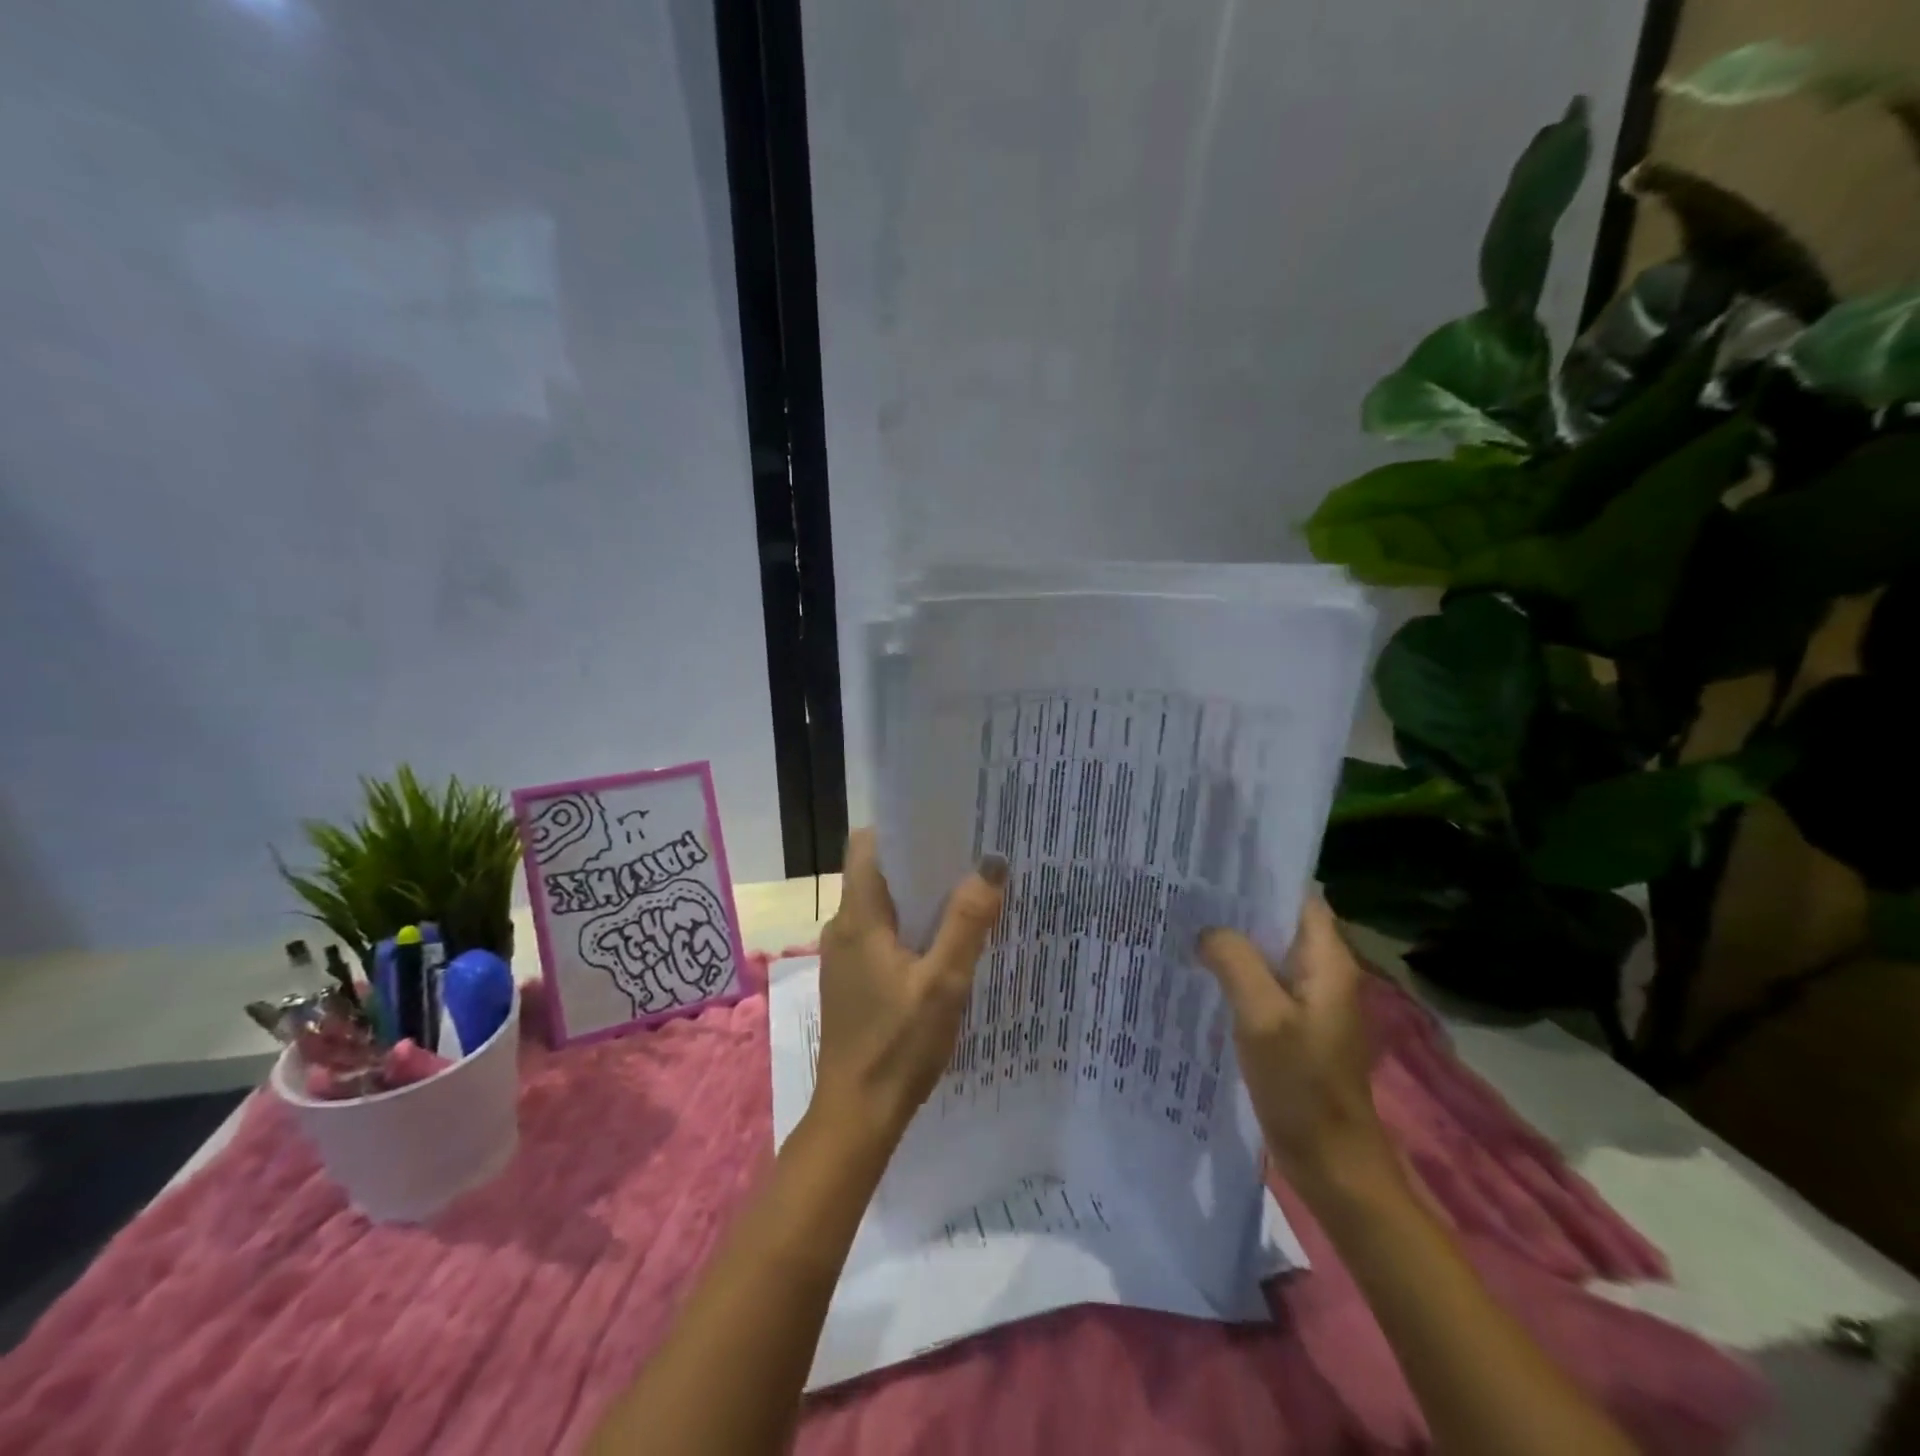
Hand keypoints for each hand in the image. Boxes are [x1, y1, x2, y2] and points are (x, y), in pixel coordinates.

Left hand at [813, 830, 1008, 1143]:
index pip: (866, 844)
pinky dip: (910, 925)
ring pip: (881, 903)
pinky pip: (881, 932)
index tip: (944, 822)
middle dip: (921, 859)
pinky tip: (945, 940)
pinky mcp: (853, 978)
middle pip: (877, 871)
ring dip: (918, 895)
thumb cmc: (898, 1046)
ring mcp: (845, 954)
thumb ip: (967, 922)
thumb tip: (991, 863)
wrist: (856, 1115)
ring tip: (966, 890)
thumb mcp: (944, 983)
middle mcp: (843, 926)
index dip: (901, 827)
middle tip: (970, 854)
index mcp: (858, 917)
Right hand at [1198, 900, 1394, 1197]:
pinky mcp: (1292, 1026)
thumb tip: (1207, 931)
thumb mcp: (1263, 1017)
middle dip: (1237, 906)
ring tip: (1184, 923)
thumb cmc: (1303, 1086)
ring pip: (1266, 953)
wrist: (1332, 1163)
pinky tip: (1198, 972)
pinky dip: (1233, 973)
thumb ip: (1235, 963)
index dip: (1262, 876)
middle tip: (1186, 891)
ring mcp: (1308, 1002)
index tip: (1215, 865)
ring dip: (1233, 940)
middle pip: (1279, 922)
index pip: (1299, 896)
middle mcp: (1322, 973)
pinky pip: (1260, 984)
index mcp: (1327, 962)